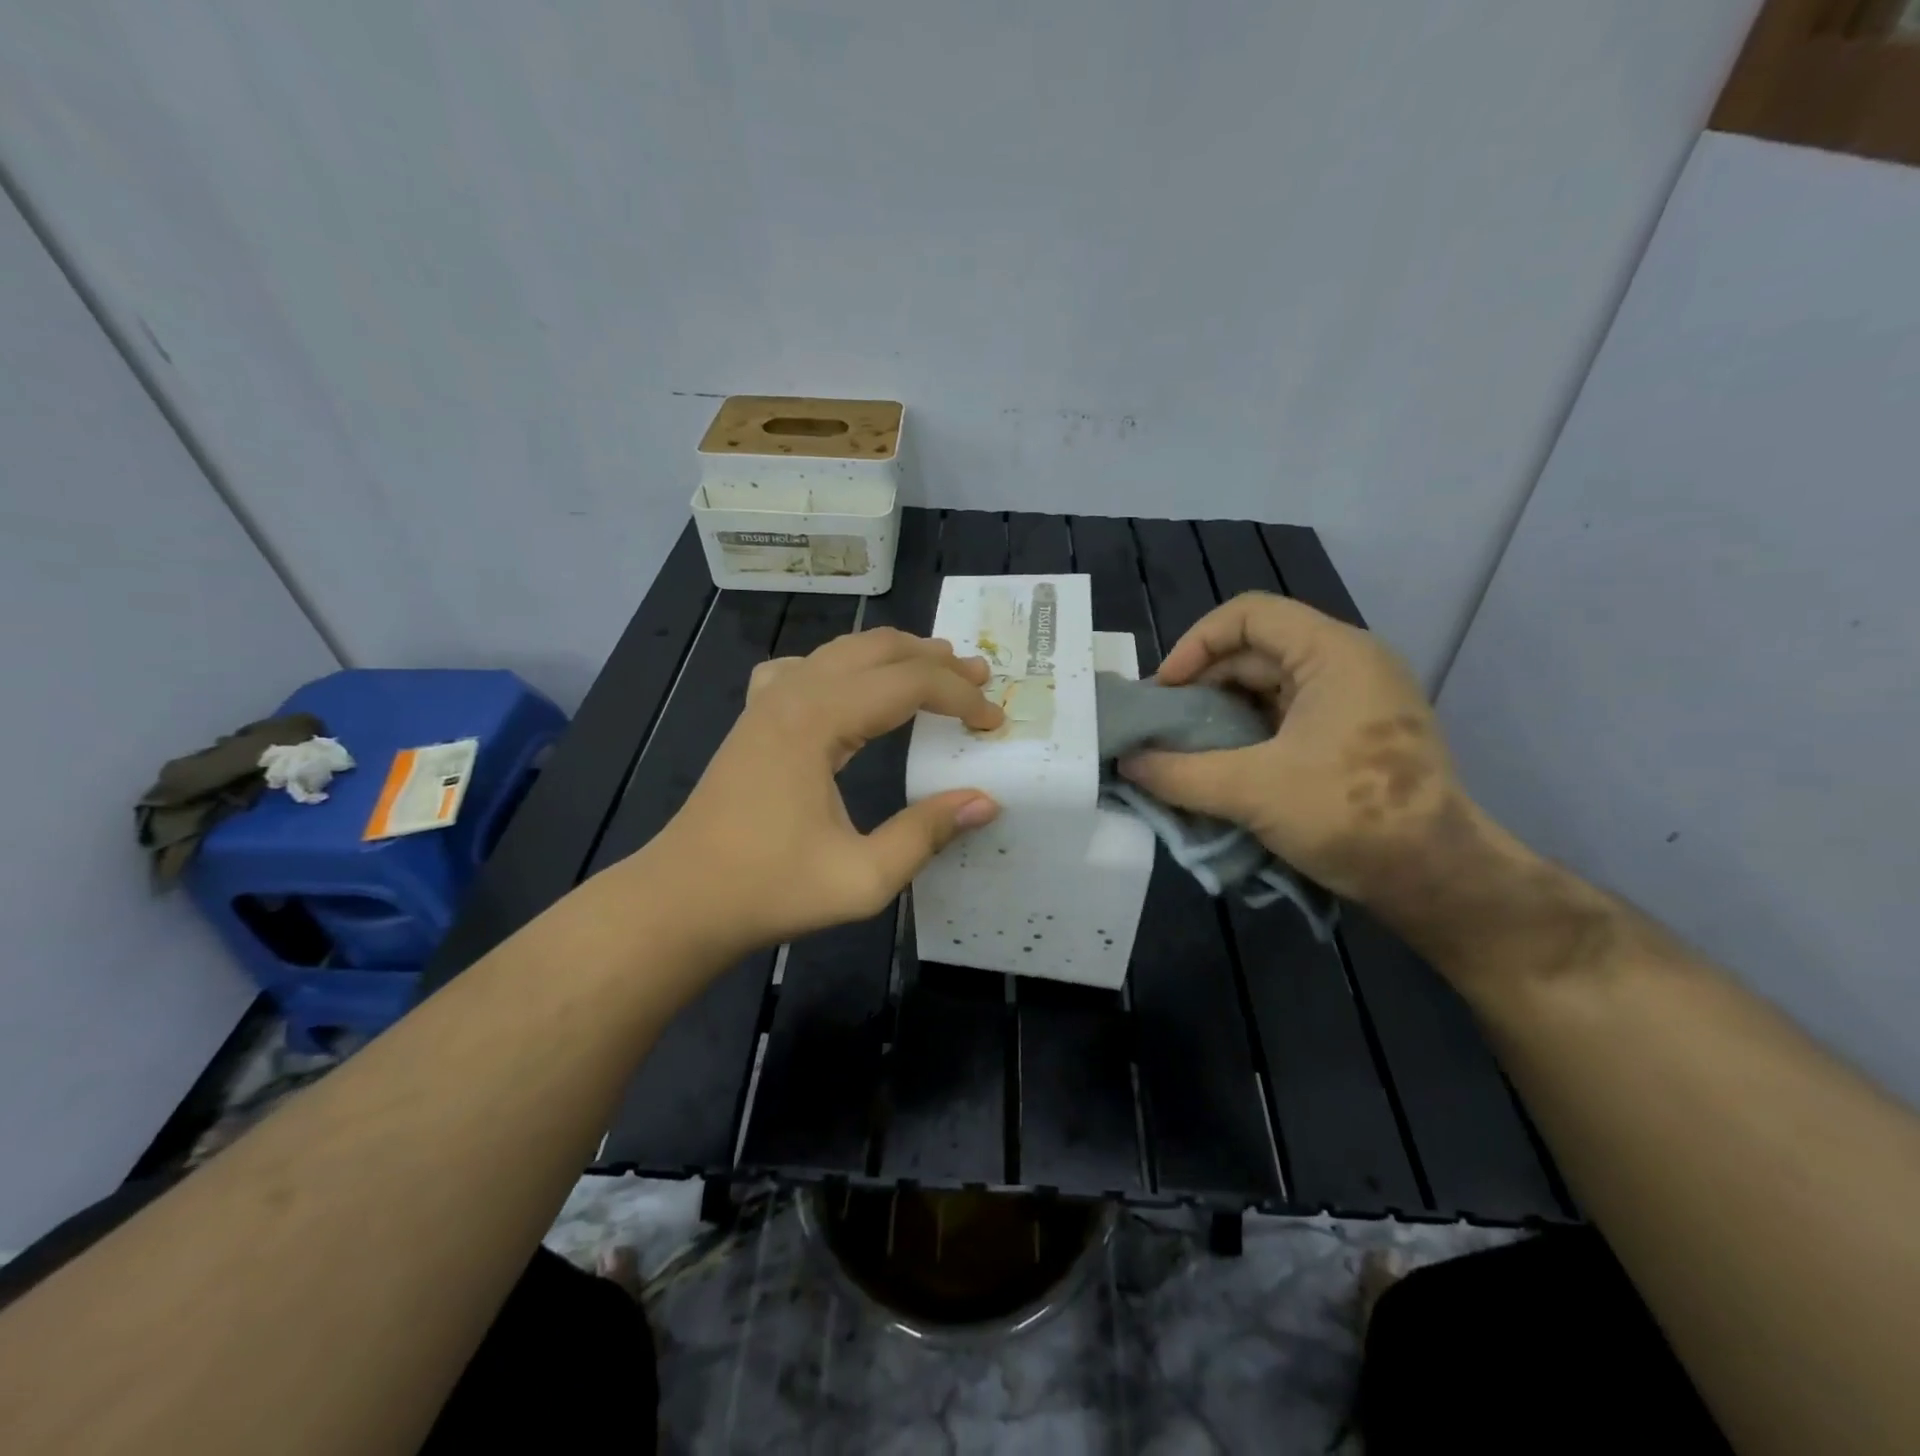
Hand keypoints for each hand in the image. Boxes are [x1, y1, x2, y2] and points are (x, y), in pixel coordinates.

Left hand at [654, 628, 1002, 954]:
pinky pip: (804, 667)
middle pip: (878, 650)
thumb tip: (985, 801)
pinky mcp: (754, 717)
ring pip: (842, 650)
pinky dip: (843, 664)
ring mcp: (767, 701)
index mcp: (818, 722)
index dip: (960, 697)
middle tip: (978, 679)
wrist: (683, 900)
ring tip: (936, 667)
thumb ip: (926, 834)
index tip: (995, 723)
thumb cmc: (771, 890)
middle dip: (935, 661)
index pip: (908, 685)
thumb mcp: (862, 878)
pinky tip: (851, 686)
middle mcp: (793, 695)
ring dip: (894, 655)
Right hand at [1119, 592, 1468, 907]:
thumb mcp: (1252, 791)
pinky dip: (1248, 733)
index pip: (1249, 614)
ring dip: (1222, 712)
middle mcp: (1347, 664)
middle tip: (1164, 725)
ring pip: (1269, 686)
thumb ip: (1179, 773)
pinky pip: (1286, 716)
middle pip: (1256, 650)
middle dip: (1203, 683)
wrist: (1437, 878)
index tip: (1165, 690)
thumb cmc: (1351, 816)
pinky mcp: (1353, 735)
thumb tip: (1126, 764)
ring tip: (1183, 748)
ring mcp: (1354, 700)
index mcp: (1333, 653)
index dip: (1196, 643)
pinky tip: (1221, 765)